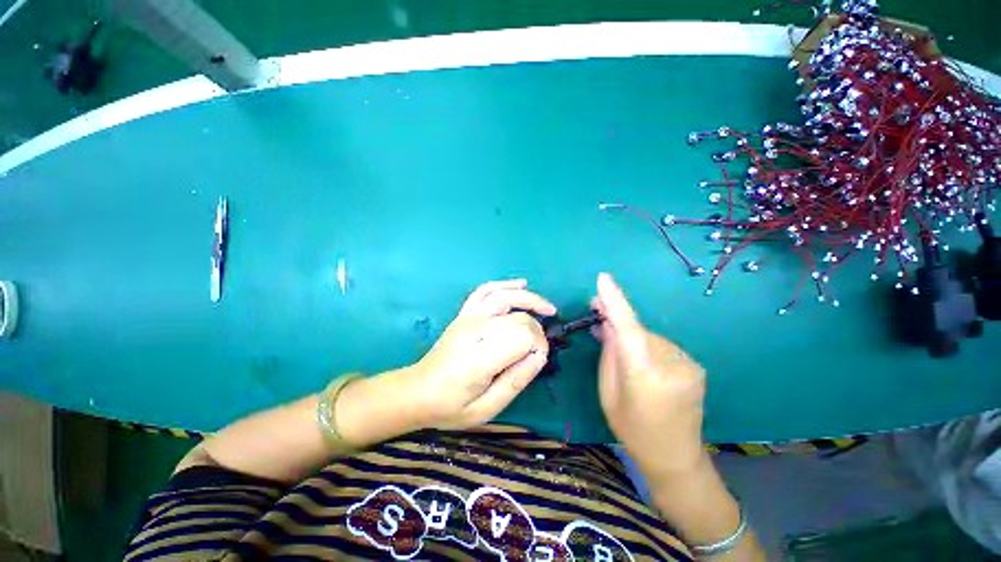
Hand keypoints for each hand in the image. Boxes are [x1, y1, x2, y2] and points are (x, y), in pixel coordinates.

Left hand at [410, 279, 555, 429]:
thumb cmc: (452, 405)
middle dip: (537, 329)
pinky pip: (485, 290)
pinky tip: (521, 284)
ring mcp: (468, 317)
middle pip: (518, 317)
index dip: (538, 346)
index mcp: (479, 357)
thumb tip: (539, 355)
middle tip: (541, 347)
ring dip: (529, 298)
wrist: (418, 391)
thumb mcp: (486, 408)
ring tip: (548, 308)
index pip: (522, 336)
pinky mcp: (465, 313)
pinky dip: (505, 284)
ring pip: (504, 296)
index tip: (538, 360)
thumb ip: (516, 381)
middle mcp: (474, 329)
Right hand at [591, 273, 707, 476]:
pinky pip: (660, 345)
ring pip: (648, 337)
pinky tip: (637, 356)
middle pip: (637, 332)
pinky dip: (645, 344)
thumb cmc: (632, 429)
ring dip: (630, 336)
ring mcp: (688, 363)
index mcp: (645, 375)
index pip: (629, 329)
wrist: (676, 457)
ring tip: (614, 341)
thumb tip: (607, 325)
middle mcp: (672, 364)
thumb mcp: (609, 394)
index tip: (603, 278)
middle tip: (595, 308)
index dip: (615, 302)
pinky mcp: (694, 365)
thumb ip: (609, 355)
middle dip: (615, 320)